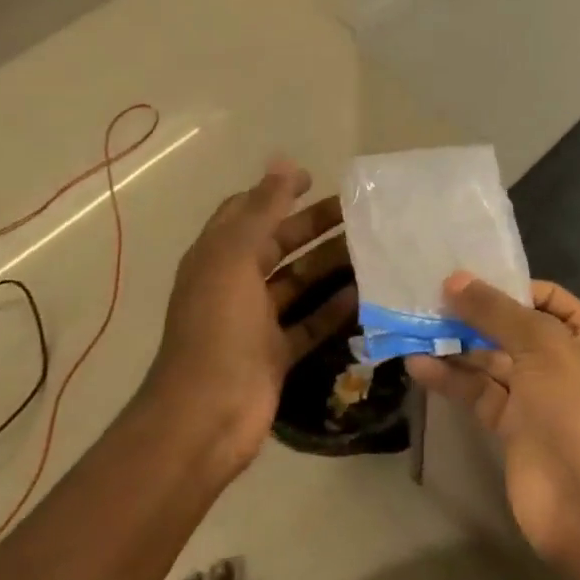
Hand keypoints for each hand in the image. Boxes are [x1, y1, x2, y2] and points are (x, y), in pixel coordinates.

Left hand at [144, 159, 356, 478]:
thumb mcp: (235, 259)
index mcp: (217, 258)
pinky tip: (364, 296)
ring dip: (329, 266)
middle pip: (278, 245)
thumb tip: (284, 163)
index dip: (277, 192)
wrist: (208, 416)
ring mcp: (255, 322)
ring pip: (298, 283)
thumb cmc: (219, 330)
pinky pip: (309, 323)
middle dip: (313, 226)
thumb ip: (261, 210)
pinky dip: (333, 309)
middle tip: (360, 215)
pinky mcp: (275, 353)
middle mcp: (234, 285)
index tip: (317, 179)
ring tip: (372, 251)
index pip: (246, 212)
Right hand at [407, 274, 579, 564]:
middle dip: (474, 315)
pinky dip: (452, 379)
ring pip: (492, 361)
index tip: (461, 278)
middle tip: (427, 298)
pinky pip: (480, 393)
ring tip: (414, 328)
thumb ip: (496, 312)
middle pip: (514, 327)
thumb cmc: (576, 408)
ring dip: (457, 346)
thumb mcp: (541, 346)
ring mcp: (538, 395)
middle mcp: (565, 360)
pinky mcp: (513, 426)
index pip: (544, 297)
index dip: (506, 286)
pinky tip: (419, 365)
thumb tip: (456, 279)